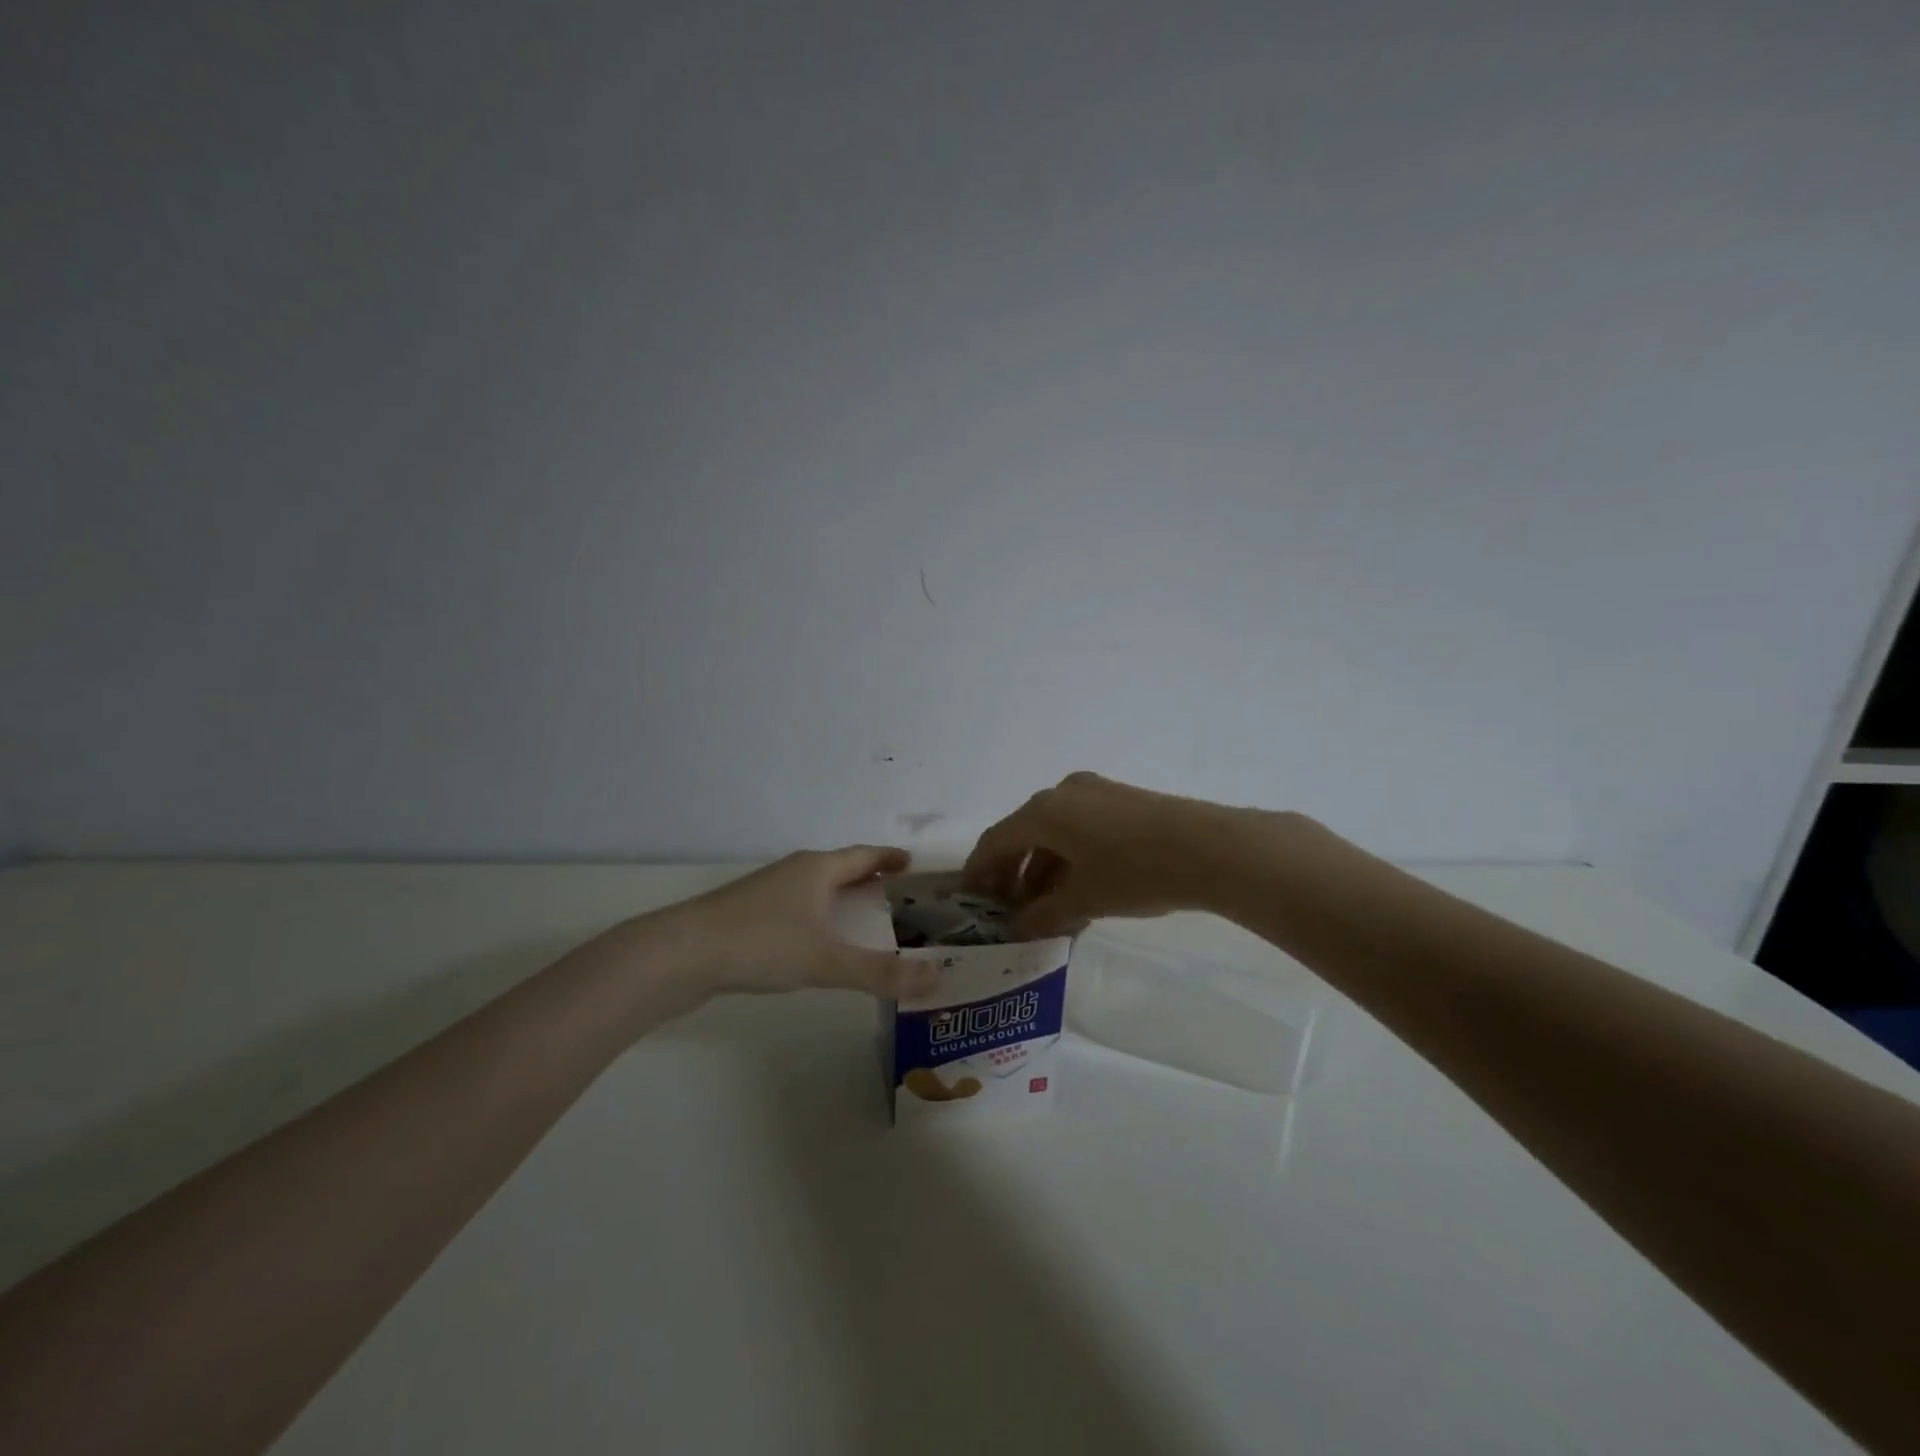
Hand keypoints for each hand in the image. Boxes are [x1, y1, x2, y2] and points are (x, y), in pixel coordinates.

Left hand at [662, 846, 938, 999]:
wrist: (681, 954)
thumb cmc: (762, 943)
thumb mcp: (828, 960)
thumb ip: (882, 973)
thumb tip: (938, 979)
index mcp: (817, 869)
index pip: (864, 855)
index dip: (889, 858)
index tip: (911, 863)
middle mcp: (794, 872)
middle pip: (840, 868)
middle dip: (868, 878)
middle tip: (895, 895)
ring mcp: (766, 892)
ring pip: (815, 888)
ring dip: (840, 897)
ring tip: (860, 918)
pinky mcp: (746, 915)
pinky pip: (796, 907)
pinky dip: (817, 916)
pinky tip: (814, 942)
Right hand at [963, 772, 1256, 936]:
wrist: (1210, 849)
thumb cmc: (1135, 872)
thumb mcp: (1083, 899)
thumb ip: (1042, 915)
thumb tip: (1016, 927)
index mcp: (1043, 812)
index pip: (995, 841)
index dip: (978, 871)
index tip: (970, 900)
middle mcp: (1063, 793)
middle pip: (1023, 834)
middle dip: (1012, 874)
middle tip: (1007, 910)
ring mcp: (1095, 793)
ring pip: (1054, 833)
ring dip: (1043, 870)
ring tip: (1044, 910)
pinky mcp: (1122, 801)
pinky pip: (1080, 829)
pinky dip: (1069, 859)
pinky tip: (1078, 891)